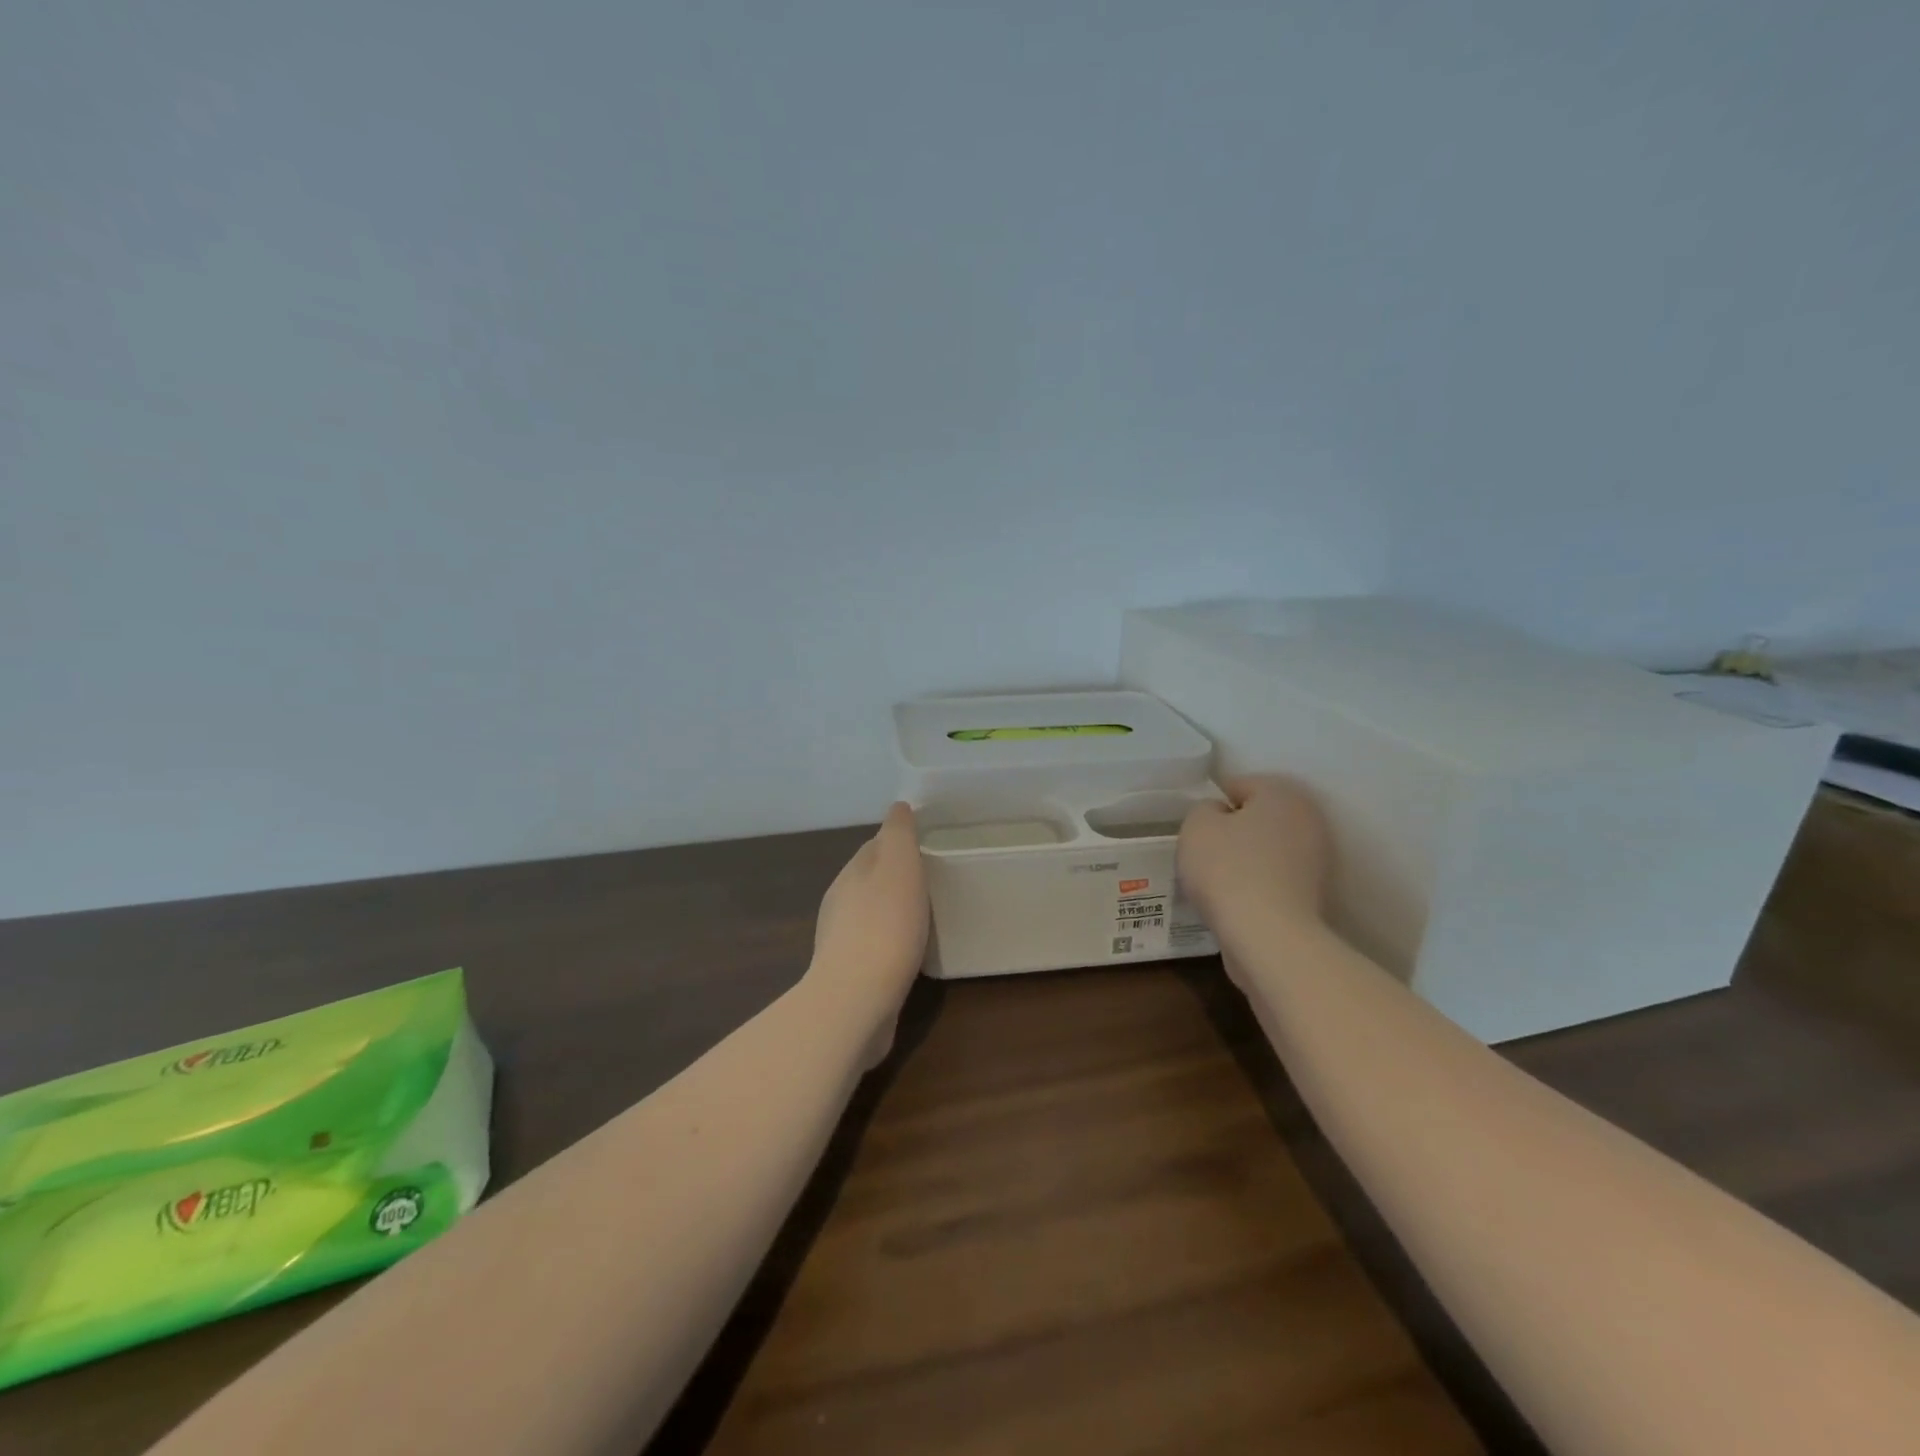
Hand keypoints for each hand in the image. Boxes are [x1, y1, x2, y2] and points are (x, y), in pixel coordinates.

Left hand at [808, 803, 930, 1063]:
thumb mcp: (899, 865)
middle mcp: (840, 903)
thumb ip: (898, 833)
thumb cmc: (885, 925)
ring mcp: (841, 942)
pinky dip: (892, 944)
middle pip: (871, 880)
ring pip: (871, 915)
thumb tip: (898, 806)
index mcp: (851, 873)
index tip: (927, 848)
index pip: (874, 847)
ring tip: (926, 916)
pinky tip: (911, 954)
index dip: (899, 844)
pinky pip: (875, 949)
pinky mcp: (850, 976)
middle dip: (896, 879)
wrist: (856, 1000)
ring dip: (893, 912)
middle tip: (932, 882)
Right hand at [1179, 776, 1330, 939]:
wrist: (1268, 937)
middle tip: (1204, 853)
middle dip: (1232, 831)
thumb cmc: (1228, 869)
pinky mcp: (1313, 896)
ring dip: (1245, 859)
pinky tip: (1235, 901)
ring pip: (1266, 849)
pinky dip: (1256, 885)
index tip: (1197, 830)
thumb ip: (1204, 809)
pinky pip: (1273, 879)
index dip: (1212, 805)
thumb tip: (1220, 816)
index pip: (1239, 785)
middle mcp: (1308, 819)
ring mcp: (1316, 860)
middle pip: (1257, 817)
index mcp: (1282, 793)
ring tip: (1216, 881)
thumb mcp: (1196, 826)